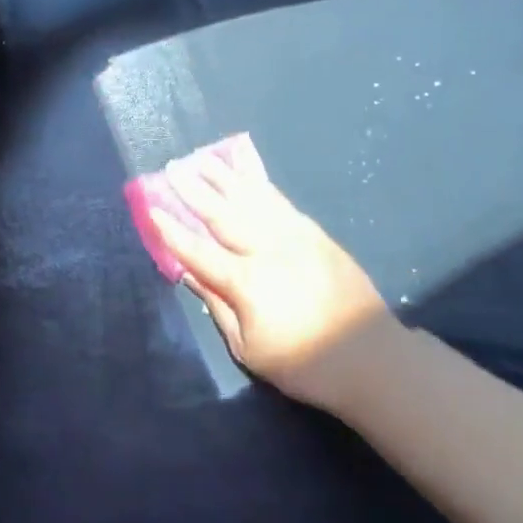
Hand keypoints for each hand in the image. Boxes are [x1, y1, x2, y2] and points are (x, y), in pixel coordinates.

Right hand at [150, 152, 399, 417]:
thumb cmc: (303, 363)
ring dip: (224, 178)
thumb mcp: (249, 348)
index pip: (198, 251)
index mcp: (247, 282)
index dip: (172, 231)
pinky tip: (246, 173)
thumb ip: (218, 307)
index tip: (151, 208)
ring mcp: (295, 236)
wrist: (371, 357)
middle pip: (223, 214)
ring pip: (252, 199)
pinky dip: (260, 183)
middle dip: (193, 191)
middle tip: (171, 168)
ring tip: (202, 160)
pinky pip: (280, 201)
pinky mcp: (315, 234)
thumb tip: (190, 274)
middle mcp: (268, 249)